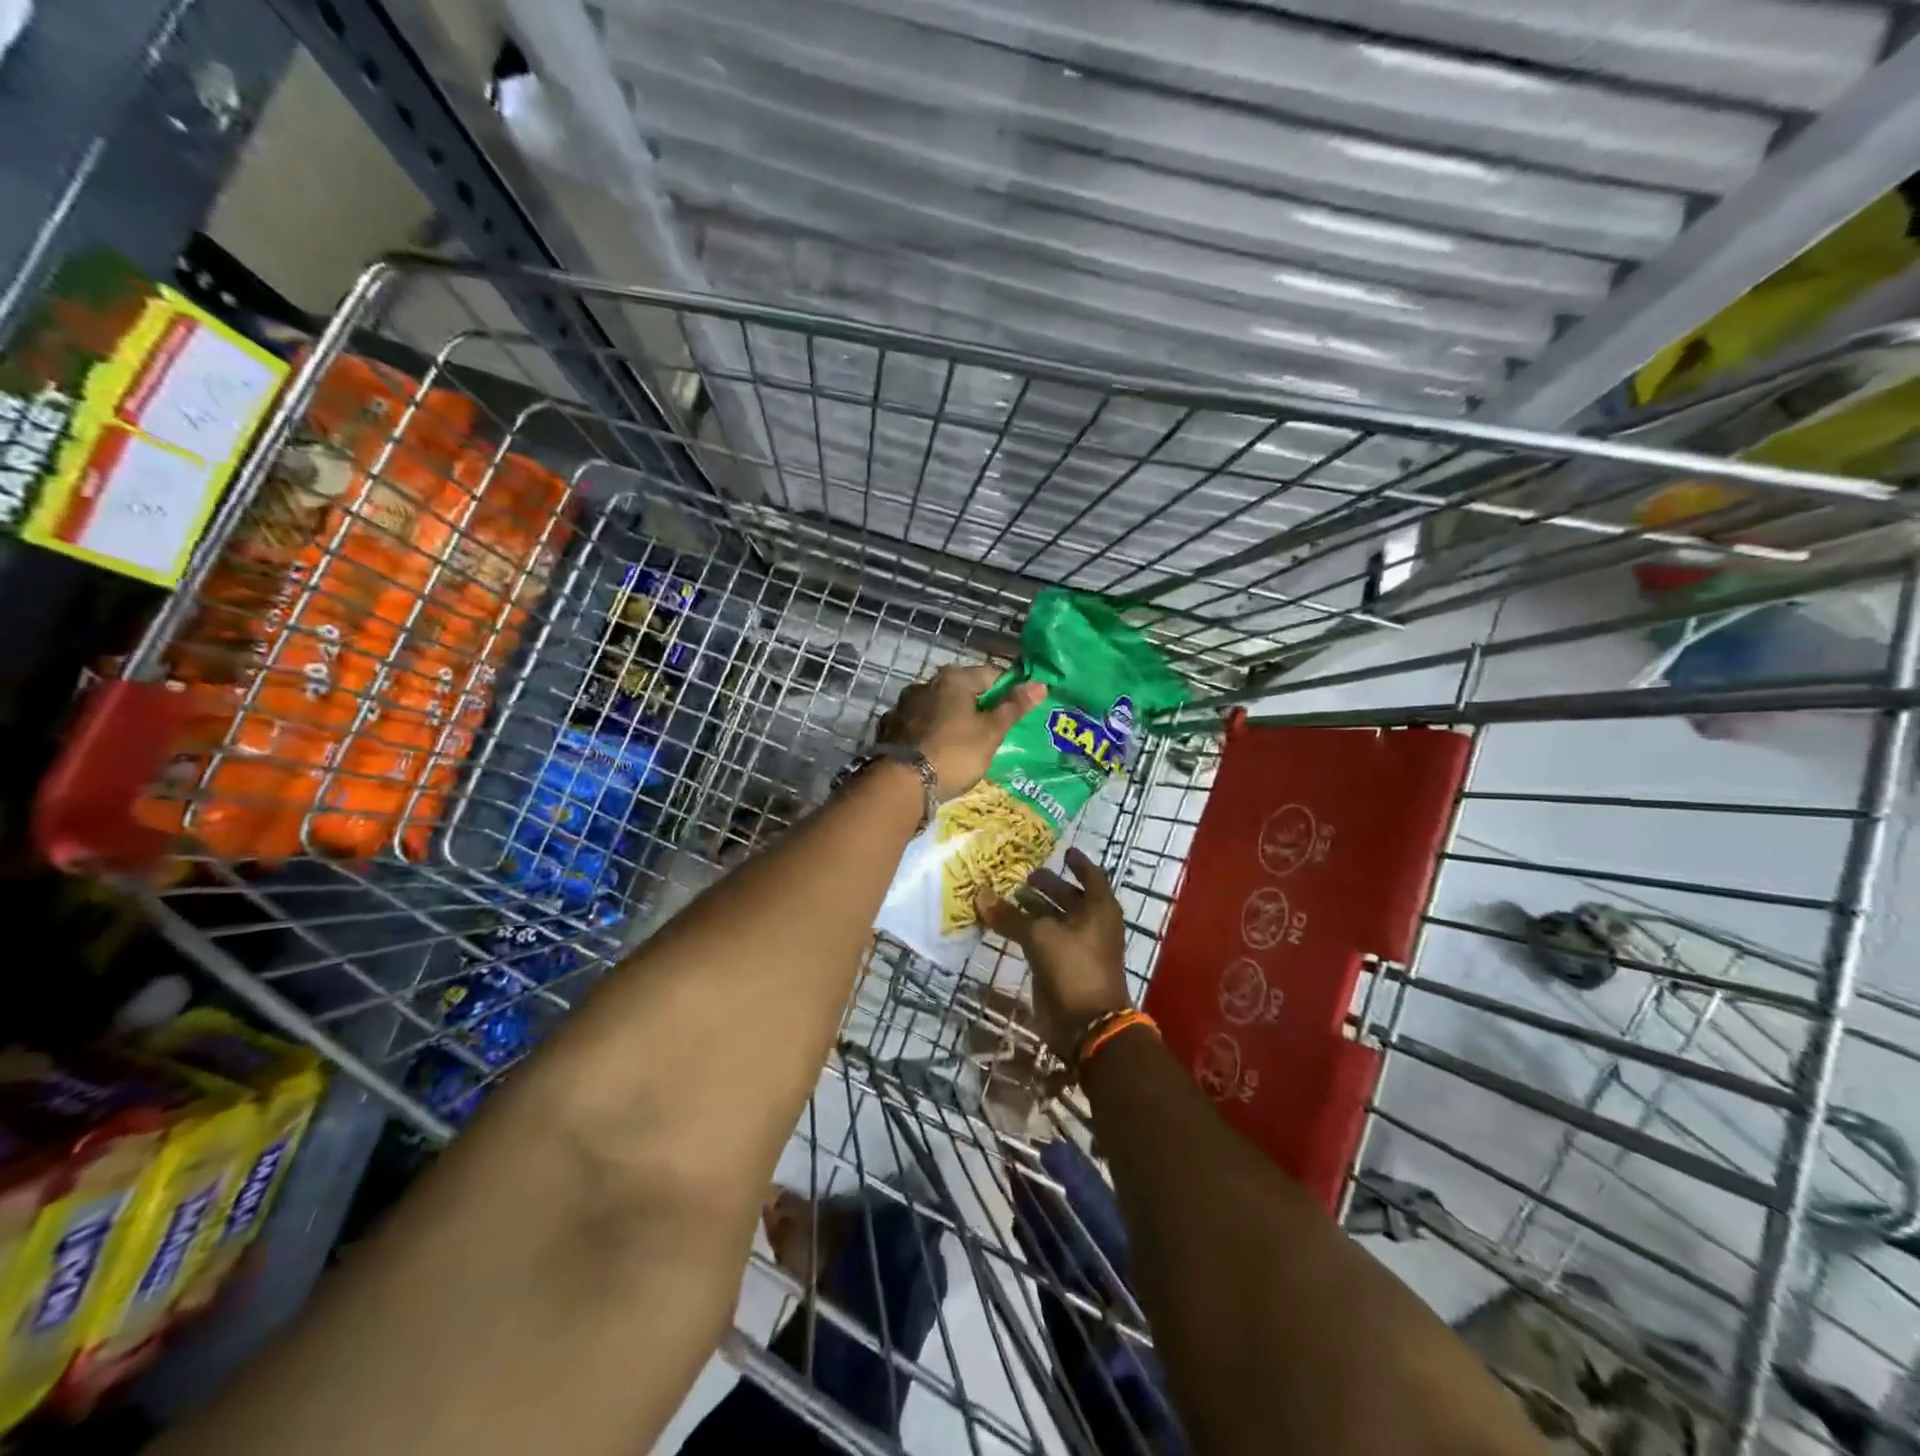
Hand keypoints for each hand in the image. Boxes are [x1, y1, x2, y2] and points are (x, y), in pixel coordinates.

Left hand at [876, 664, 1044, 799]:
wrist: (902, 783)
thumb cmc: (955, 753)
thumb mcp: (991, 732)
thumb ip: (1013, 707)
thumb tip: (1040, 683)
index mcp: (953, 678)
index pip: (990, 674)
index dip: (1007, 690)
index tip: (1016, 710)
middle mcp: (925, 683)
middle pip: (960, 690)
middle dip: (976, 705)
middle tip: (990, 730)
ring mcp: (903, 705)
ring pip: (936, 707)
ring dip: (949, 718)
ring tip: (961, 742)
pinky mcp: (889, 727)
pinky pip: (916, 724)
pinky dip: (927, 732)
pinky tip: (934, 749)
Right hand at [976, 848, 1131, 1063]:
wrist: (1087, 1025)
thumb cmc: (1073, 968)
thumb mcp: (1040, 936)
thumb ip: (1011, 915)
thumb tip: (981, 895)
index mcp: (1099, 908)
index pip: (1090, 875)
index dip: (1077, 863)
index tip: (1062, 850)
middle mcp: (1093, 924)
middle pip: (1070, 897)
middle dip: (1048, 886)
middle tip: (1023, 875)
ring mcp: (1080, 947)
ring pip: (1056, 920)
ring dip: (1035, 909)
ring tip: (1008, 896)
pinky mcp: (1065, 967)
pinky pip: (1046, 941)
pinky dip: (1030, 932)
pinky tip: (1008, 925)